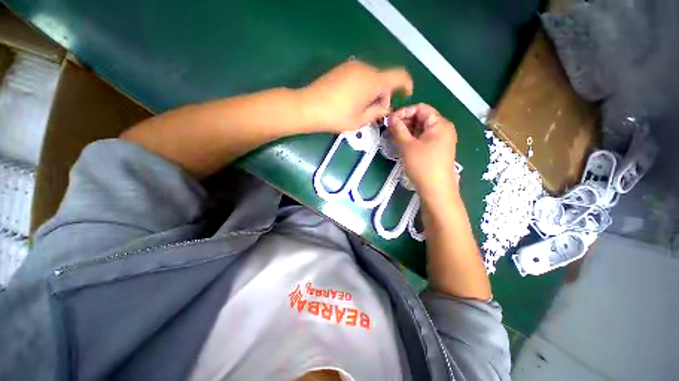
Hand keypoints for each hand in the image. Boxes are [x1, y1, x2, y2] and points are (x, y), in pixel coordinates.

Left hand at [299, 61, 412, 132]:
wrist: (309, 107)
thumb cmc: (337, 117)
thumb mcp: (361, 120)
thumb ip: (378, 111)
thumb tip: (386, 105)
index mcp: (373, 81)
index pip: (399, 76)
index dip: (407, 84)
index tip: (406, 95)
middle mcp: (365, 68)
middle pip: (384, 79)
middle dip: (384, 95)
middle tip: (375, 112)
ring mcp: (352, 66)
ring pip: (372, 78)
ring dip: (373, 92)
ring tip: (361, 108)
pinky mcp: (342, 68)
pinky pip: (361, 76)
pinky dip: (363, 88)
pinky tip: (352, 100)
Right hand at [389, 104, 458, 201]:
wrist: (436, 189)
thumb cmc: (423, 165)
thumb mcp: (407, 146)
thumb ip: (398, 130)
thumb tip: (391, 118)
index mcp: (440, 124)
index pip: (421, 108)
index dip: (404, 112)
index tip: (390, 120)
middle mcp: (443, 129)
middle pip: (422, 118)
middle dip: (405, 121)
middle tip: (390, 129)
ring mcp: (441, 140)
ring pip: (421, 129)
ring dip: (407, 131)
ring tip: (393, 137)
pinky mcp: (437, 150)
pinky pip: (423, 138)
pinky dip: (412, 139)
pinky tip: (402, 144)